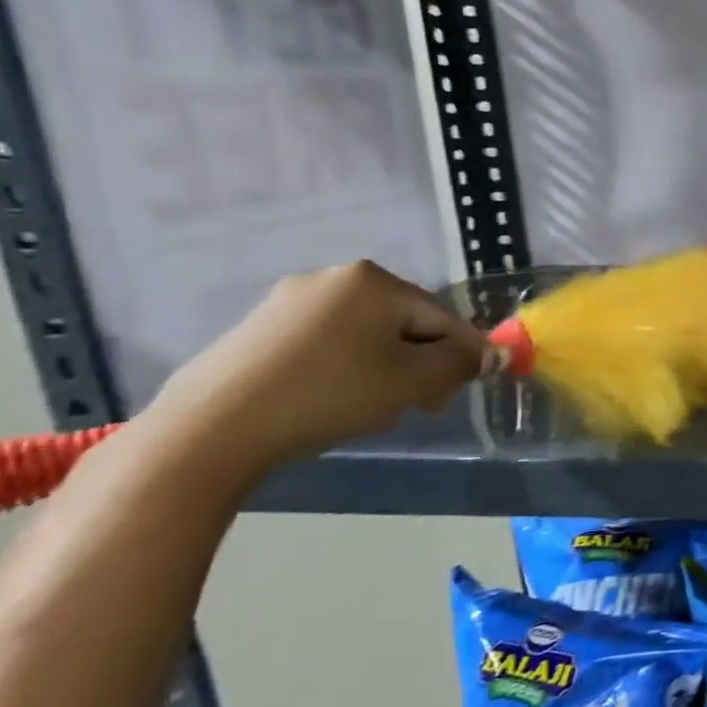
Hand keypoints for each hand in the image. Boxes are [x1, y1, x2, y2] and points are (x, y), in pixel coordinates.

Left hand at [139, 260, 488, 478]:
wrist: (212, 429)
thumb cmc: (330, 394)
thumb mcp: (412, 382)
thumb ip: (461, 363)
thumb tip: (494, 354)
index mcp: (375, 280)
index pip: (442, 316)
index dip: (460, 355)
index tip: (458, 393)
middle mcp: (333, 277)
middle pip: (403, 322)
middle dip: (419, 362)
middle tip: (417, 405)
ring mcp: (289, 300)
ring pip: (366, 333)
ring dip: (385, 366)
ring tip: (373, 406)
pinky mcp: (258, 328)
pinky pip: (326, 341)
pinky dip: (344, 367)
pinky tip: (333, 400)